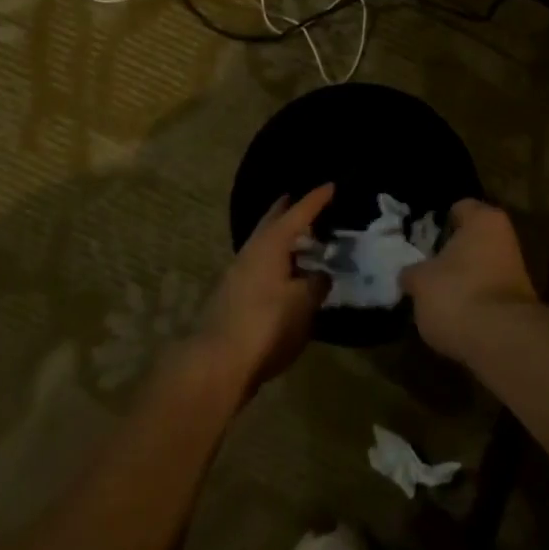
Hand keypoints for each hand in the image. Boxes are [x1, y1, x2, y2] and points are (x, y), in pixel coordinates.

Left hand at [195, 184, 332, 394]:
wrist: (216, 364)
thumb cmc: (265, 325)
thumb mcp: (303, 304)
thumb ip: (316, 284)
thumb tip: (321, 274)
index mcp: (270, 244)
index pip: (298, 213)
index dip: (316, 200)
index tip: (332, 185)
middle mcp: (251, 252)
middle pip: (273, 223)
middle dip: (289, 211)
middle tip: (308, 203)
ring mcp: (238, 274)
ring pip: (265, 245)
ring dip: (283, 239)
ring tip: (303, 240)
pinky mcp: (233, 297)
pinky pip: (261, 266)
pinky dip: (277, 262)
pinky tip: (287, 274)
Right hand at [401, 198, 537, 361]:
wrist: (502, 342)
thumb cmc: (457, 294)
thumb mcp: (419, 281)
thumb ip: (412, 272)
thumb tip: (409, 275)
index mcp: (484, 219)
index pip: (459, 208)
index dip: (437, 223)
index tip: (420, 241)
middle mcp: (505, 237)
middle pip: (470, 240)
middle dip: (449, 254)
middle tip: (423, 269)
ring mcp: (516, 270)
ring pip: (479, 268)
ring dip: (460, 280)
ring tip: (434, 297)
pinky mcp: (519, 302)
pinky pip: (486, 293)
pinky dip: (472, 301)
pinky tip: (453, 316)